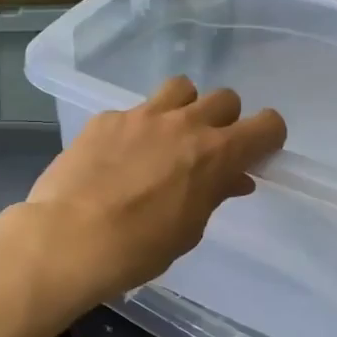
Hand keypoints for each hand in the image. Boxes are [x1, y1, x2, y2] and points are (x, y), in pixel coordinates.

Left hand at [0, 76, 285, 310]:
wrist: (69, 238)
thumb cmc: (139, 248)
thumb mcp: (189, 229)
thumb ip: (214, 194)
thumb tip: (234, 178)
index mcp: (216, 153)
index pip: (267, 124)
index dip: (267, 137)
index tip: (256, 153)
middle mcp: (184, 123)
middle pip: (225, 98)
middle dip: (225, 120)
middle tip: (208, 149)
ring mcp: (142, 115)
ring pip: (181, 88)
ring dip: (184, 108)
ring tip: (167, 137)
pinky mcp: (106, 118)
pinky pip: (135, 110)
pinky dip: (138, 127)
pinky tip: (119, 155)